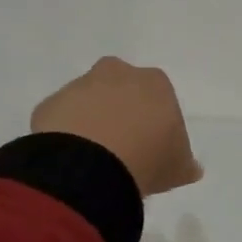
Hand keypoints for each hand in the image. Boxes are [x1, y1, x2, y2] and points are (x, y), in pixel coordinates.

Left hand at [31, 58, 203, 197]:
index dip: (156, 120)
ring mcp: (79, 86)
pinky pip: (60, 118)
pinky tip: (71, 160)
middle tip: (122, 145)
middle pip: (121, 87)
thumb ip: (184, 162)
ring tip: (93, 158)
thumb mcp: (178, 166)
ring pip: (87, 100)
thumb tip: (191, 168)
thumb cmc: (148, 157)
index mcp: (155, 82)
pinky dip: (64, 134)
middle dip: (120, 109)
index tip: (153, 145)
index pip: (158, 95)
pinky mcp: (49, 105)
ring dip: (90, 120)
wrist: (92, 164)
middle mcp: (117, 74)